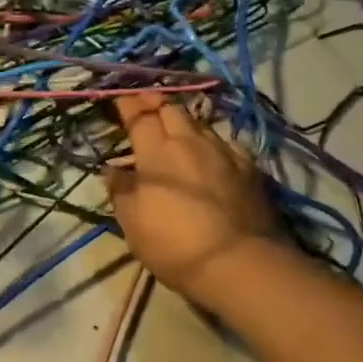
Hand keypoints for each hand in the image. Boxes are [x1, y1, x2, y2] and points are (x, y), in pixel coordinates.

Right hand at [104, 92, 283, 304]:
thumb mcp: (133, 224)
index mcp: (157, 153)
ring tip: (176, 123)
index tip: (119, 99)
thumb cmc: (175, 245)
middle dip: (155, 102)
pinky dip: (211, 141)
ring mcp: (224, 152)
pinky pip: (225, 142)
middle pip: (171, 110)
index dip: (128, 105)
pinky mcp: (249, 168)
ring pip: (200, 123)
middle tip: (144, 101)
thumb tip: (112, 169)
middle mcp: (190, 142)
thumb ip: (121, 191)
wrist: (240, 262)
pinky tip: (211, 150)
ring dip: (183, 119)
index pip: (139, 117)